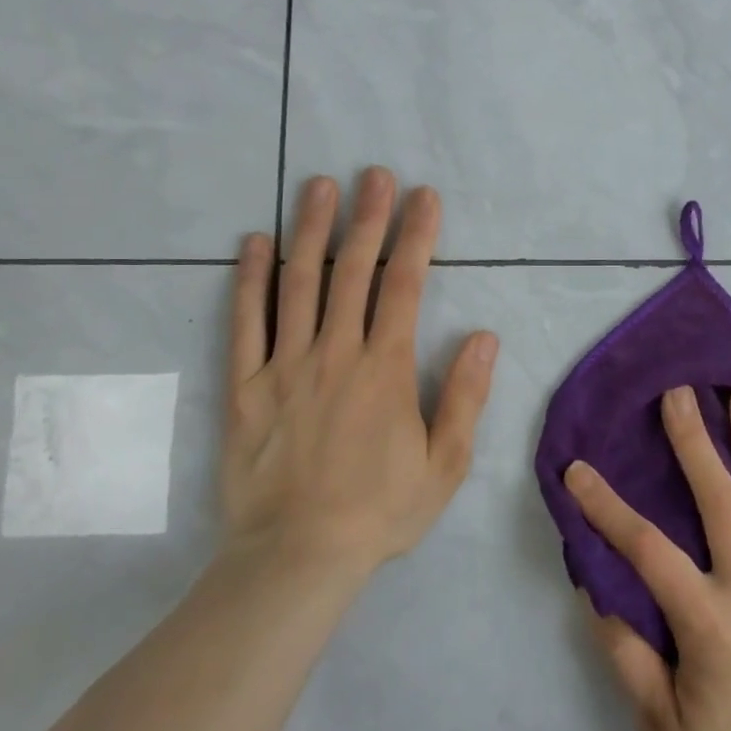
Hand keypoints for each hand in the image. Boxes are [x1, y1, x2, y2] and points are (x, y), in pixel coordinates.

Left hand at [222, 168, 498, 578]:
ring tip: (318, 185)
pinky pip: (245, 323)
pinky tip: (254, 243)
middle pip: (352, 271)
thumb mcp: (445, 464)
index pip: (405, 286)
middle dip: (367, 217)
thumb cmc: (379, 512)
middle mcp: (335, 354)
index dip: (417, 237)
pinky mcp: (244, 386)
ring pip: (298, 284)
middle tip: (374, 173)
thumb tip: (486, 336)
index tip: (424, 197)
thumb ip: (465, 397)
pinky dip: (248, 279)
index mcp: (385, 369)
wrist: (297, 557)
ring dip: (310, 230)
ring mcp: (284, 366)